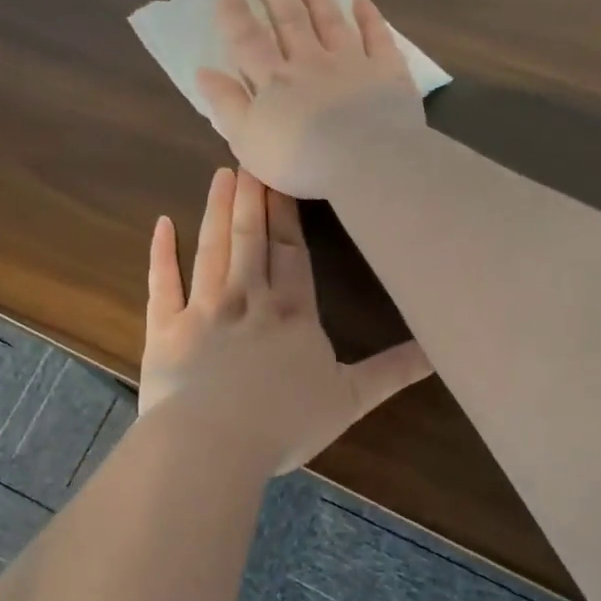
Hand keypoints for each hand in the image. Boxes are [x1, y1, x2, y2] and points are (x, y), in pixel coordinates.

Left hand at [139, 167, 431, 472]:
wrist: (213, 443)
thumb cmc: (283, 423)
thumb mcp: (350, 399)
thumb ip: (392, 371)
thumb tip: (439, 351)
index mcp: (291, 313)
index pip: (291, 252)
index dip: (287, 214)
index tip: (282, 177)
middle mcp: (248, 300)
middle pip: (251, 239)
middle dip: (253, 198)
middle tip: (249, 157)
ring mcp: (203, 310)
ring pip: (212, 250)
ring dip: (217, 211)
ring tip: (222, 175)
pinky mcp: (165, 329)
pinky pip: (162, 285)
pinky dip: (161, 254)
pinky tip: (161, 224)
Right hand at [195, 0, 424, 199]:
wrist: (367, 161)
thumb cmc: (301, 160)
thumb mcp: (248, 140)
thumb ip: (227, 104)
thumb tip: (204, 71)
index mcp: (275, 81)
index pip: (248, 40)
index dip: (234, 14)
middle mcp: (311, 62)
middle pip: (290, 22)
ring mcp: (352, 62)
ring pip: (331, 21)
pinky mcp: (386, 71)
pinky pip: (377, 36)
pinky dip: (368, 16)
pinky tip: (361, 0)